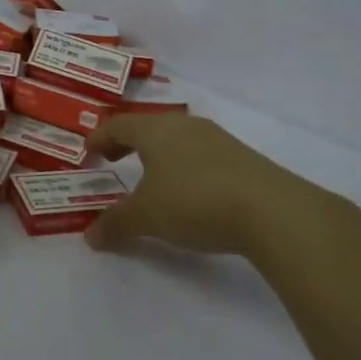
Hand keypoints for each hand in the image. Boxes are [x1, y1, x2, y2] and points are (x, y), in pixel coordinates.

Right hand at [85, 115, 357, 261]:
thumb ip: (116, 223)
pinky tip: (189, 191)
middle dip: (128, 142)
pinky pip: (200, 155)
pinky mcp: (242, 159)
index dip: (100, 137)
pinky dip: (184, 167)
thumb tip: (90, 235)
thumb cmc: (195, 201)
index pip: (118, 124)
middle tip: (113, 159)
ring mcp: (217, 139)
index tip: (88, 152)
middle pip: (148, 127)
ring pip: (177, 139)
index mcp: (156, 130)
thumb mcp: (147, 216)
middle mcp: (185, 126)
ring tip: (151, 177)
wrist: (272, 210)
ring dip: (158, 155)